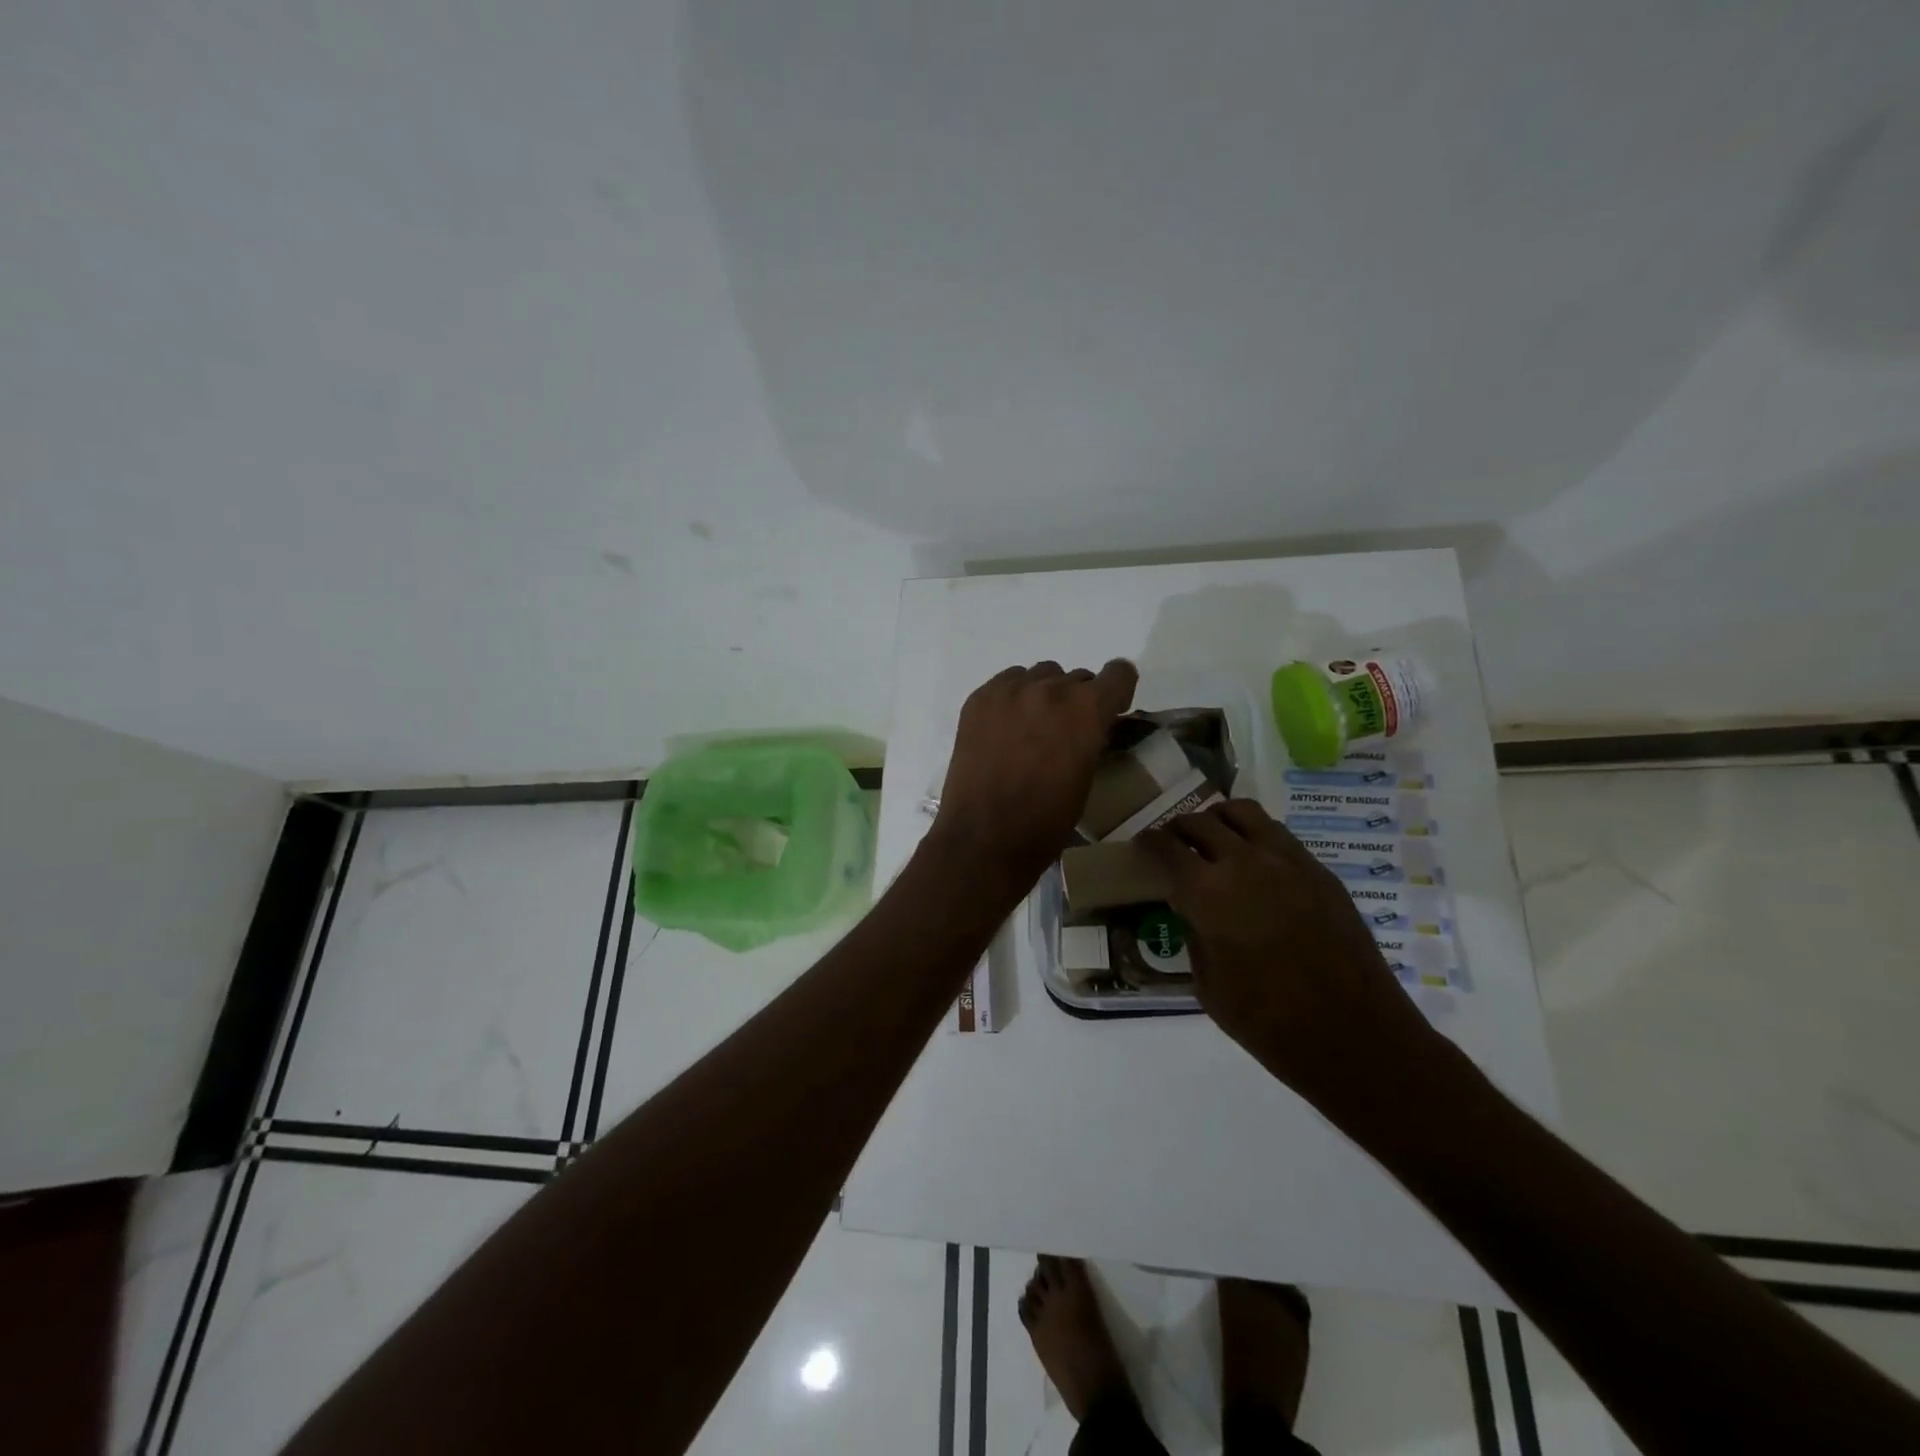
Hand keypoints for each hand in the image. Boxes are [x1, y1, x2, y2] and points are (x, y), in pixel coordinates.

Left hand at [932, 660, 1138, 890]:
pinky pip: (1007, 682)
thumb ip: (1092, 738)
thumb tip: (1087, 726)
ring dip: (1044, 696)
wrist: (984, 838)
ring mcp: (1010, 690)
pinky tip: (1005, 729)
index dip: (1117, 691)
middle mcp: (1051, 689)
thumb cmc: (1045, 821)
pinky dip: (1012, 699)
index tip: (1109, 710)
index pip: (1118, 673)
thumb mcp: (1086, 777)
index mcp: (1087, 710)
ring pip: (1040, 676)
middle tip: (1064, 733)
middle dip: (1078, 700)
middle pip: (1077, 677)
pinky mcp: (979, 698)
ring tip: (1031, 730)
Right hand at [1137, 801, 1437, 1100]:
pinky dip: (1255, 837)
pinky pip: (1278, 835)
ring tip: (1214, 838)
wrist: (1355, 1036)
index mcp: (1208, 893)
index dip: (1149, 842)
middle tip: (1174, 843)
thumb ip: (1194, 934)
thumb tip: (1190, 907)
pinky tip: (1255, 863)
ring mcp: (1288, 861)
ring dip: (1220, 820)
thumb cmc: (1268, 1022)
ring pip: (1244, 813)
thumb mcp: (1208, 985)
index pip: (1167, 847)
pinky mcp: (1320, 871)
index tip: (1142, 844)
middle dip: (1180, 828)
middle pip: (1202, 821)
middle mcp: (1245, 863)